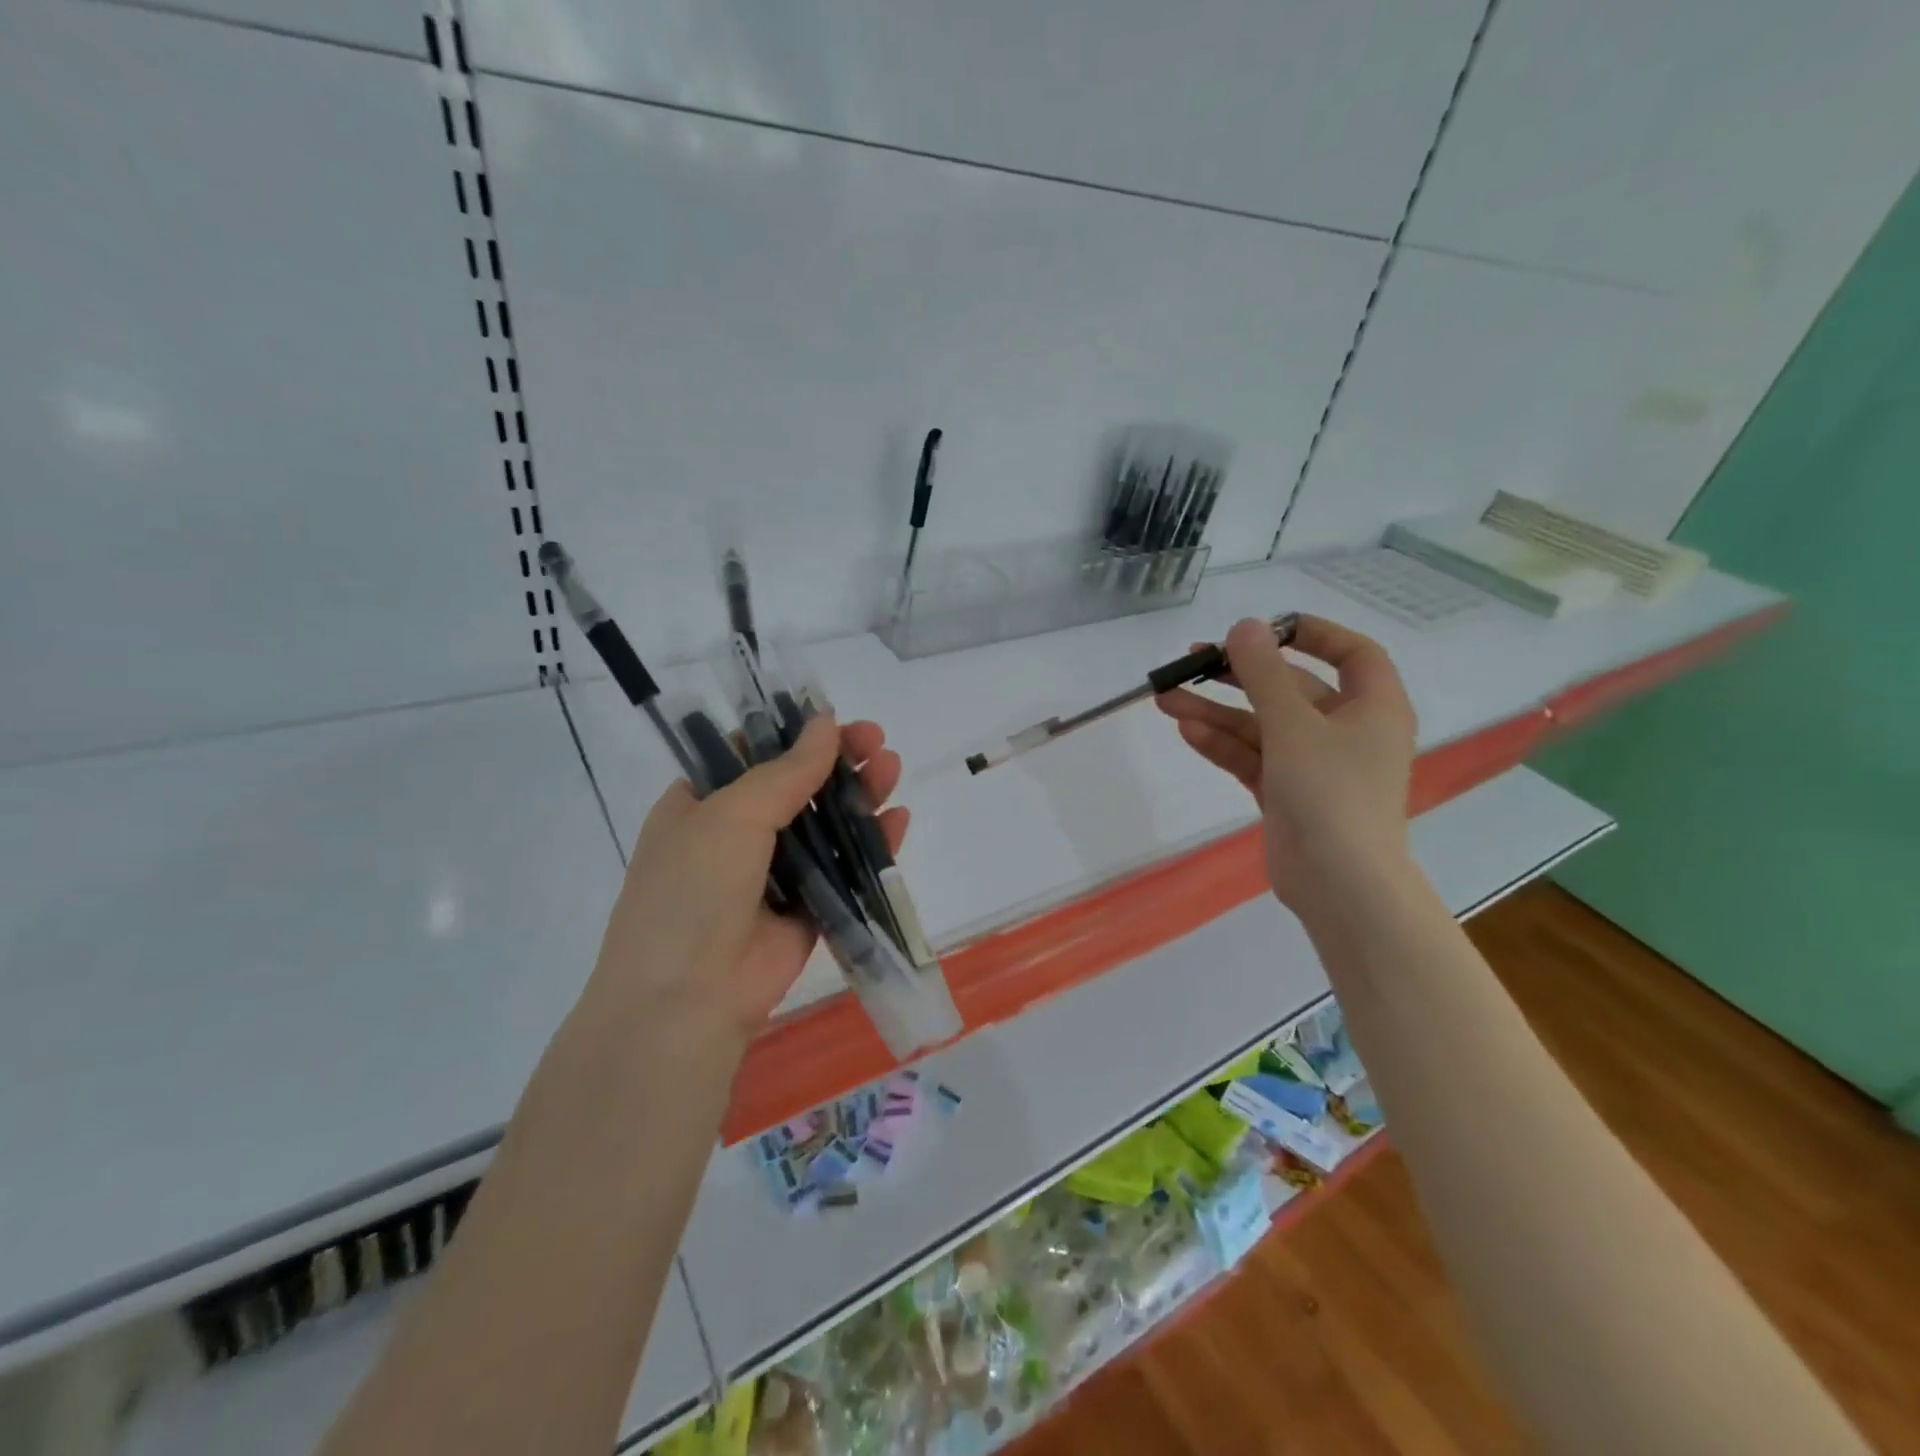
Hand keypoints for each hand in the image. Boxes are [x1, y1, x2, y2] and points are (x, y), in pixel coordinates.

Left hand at [586, 715, 905, 1045]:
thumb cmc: (693, 890)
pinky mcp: (806, 911)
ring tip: (891, 768)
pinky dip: (871, 845)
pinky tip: (897, 820)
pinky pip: (843, 870)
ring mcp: (772, 876)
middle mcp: (734, 837)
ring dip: (858, 795)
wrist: (687, 1000)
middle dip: (837, 761)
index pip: (749, 756)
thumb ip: (787, 770)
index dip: (791, 734)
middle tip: (875, 740)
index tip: (831, 719)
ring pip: (824, 826)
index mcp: (700, 806)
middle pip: (796, 787)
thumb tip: (826, 721)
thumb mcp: (732, 815)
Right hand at [1156, 615, 1415, 912]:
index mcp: (1373, 706)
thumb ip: (1264, 674)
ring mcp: (1315, 765)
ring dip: (1217, 712)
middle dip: (1240, 675)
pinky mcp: (1287, 793)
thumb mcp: (1294, 725)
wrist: (1340, 884)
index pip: (1353, 653)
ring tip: (1166, 699)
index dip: (1312, 633)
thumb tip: (1244, 626)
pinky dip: (1223, 745)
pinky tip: (1186, 731)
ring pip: (1262, 725)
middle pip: (1291, 688)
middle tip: (1193, 661)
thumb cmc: (1331, 793)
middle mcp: (1347, 730)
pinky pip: (1253, 757)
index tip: (1264, 629)